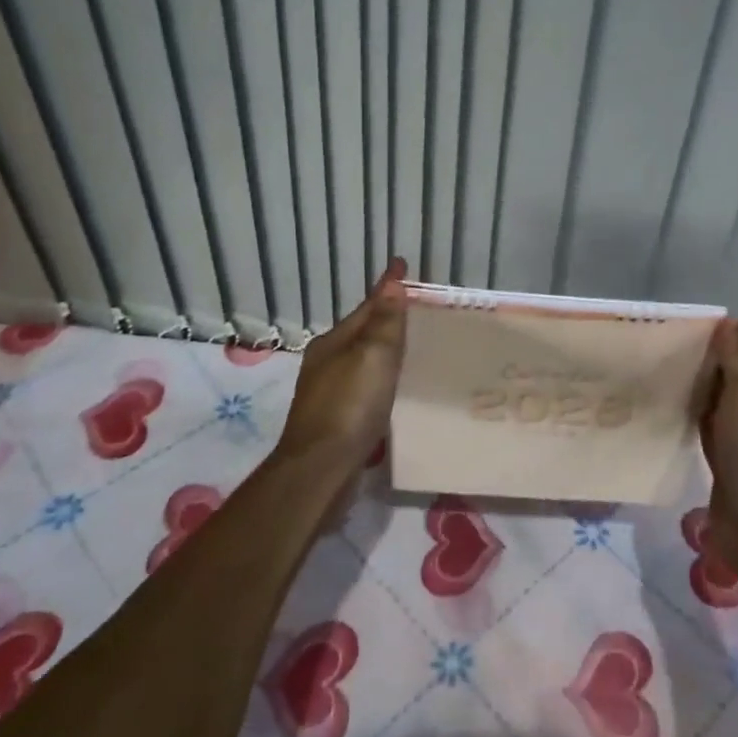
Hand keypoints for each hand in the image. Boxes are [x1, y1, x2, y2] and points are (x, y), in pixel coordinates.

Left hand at [273, 257, 407, 480]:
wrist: (320, 471)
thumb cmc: (349, 406)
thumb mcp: (373, 356)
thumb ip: (384, 321)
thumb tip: (392, 282)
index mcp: (334, 342)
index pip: (367, 306)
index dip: (387, 287)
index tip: (403, 265)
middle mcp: (327, 363)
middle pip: (362, 332)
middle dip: (385, 318)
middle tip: (416, 309)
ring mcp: (328, 394)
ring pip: (362, 361)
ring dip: (383, 351)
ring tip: (412, 348)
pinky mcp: (336, 422)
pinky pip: (364, 387)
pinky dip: (380, 380)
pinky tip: (393, 390)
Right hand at [695, 319, 737, 565]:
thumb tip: (733, 321)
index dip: (733, 343)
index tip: (697, 338)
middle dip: (714, 368)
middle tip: (675, 356)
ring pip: (725, 407)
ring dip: (704, 395)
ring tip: (668, 380)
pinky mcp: (732, 465)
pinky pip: (714, 433)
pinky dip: (698, 421)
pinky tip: (674, 415)